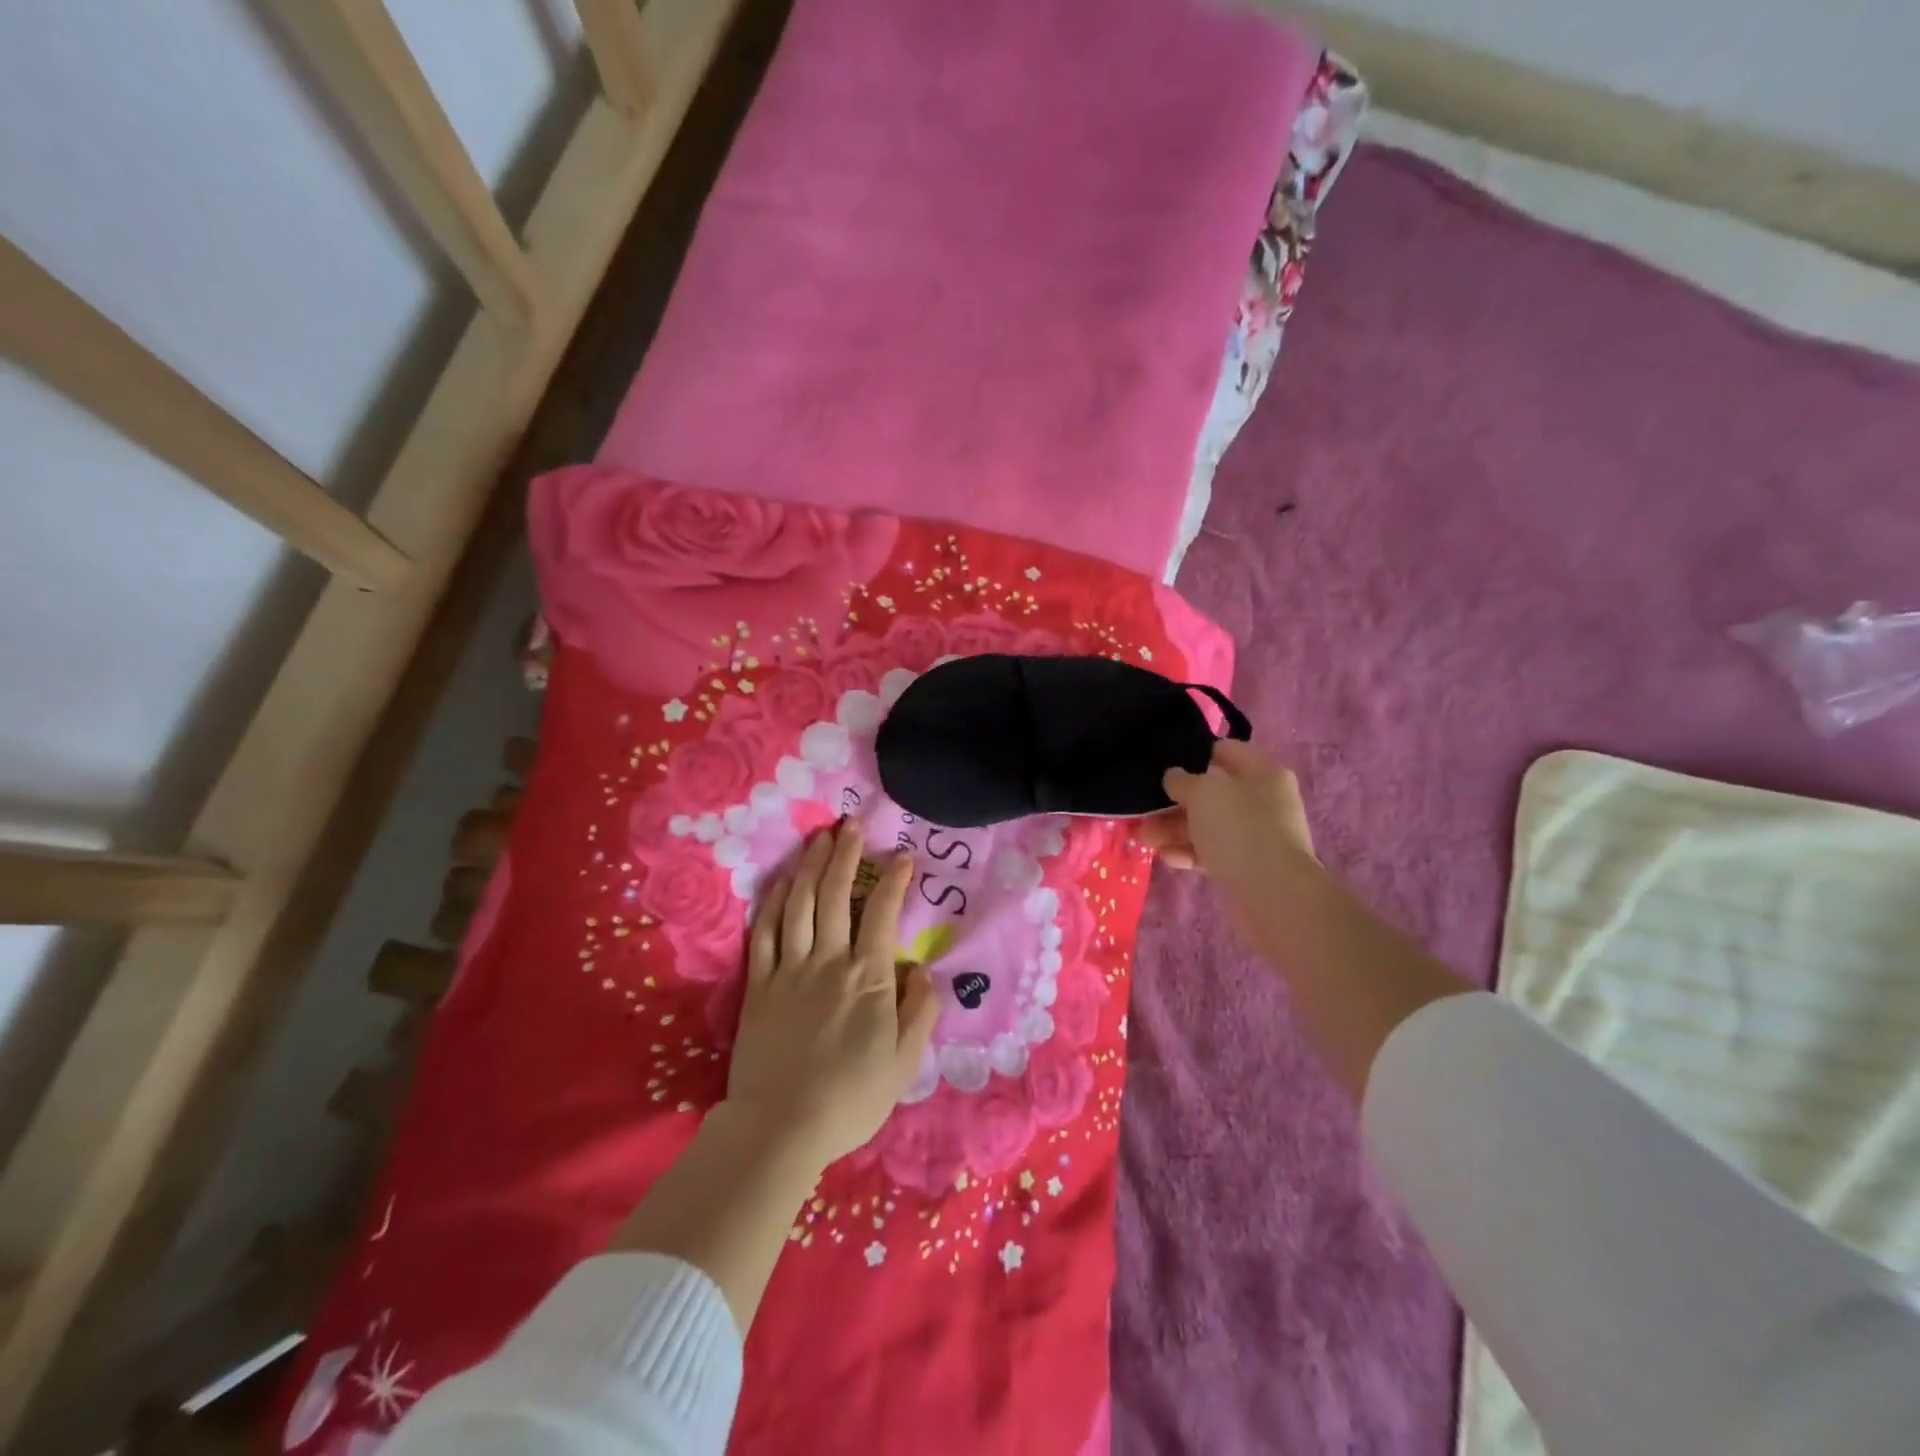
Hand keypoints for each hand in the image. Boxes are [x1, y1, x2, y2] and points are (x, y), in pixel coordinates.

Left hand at [726, 820, 939, 1168]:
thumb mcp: (903, 1063)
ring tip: (818, 838)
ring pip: (799, 903)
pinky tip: (782, 881)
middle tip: (850, 823)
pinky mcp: (759, 984)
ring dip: (810, 866)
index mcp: (868, 977)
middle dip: (845, 854)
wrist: (781, 1127)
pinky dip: (773, 901)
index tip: (902, 856)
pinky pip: (765, 932)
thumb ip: (919, 1011)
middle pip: (835, 894)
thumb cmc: (850, 1098)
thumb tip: (923, 969)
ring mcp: (789, 969)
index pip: (883, 913)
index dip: (894, 879)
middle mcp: (829, 960)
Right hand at [1138, 739, 1316, 888]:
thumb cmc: (1239, 828)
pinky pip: (1211, 852)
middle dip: (1175, 801)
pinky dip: (1188, 852)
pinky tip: (1166, 857)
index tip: (1162, 763)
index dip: (1193, 754)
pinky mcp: (1246, 866)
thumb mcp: (1203, 793)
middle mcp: (1263, 801)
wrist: (1272, 894)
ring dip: (1174, 829)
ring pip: (1207, 824)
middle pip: (1212, 792)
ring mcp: (1256, 835)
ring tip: (1144, 837)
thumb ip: (1182, 780)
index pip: (1225, 751)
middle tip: (1144, 808)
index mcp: (1263, 772)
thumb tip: (1174, 777)